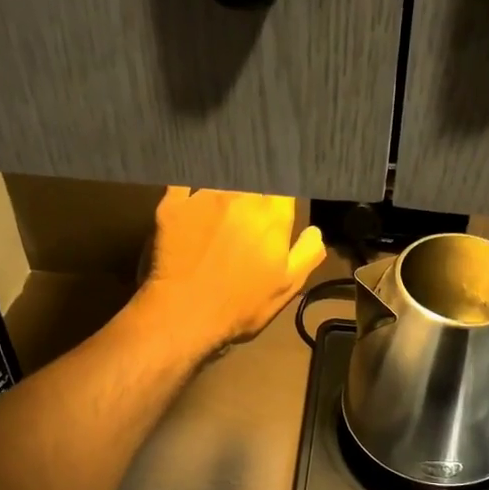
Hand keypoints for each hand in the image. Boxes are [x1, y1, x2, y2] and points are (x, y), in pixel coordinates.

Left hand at [140, 188, 325, 353]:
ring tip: (226, 183)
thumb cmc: (241, 305)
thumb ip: (307, 254)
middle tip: (255, 187)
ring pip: (221, 174)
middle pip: (254, 174)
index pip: (284, 183)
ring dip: (227, 178)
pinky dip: (191, 180)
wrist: (184, 315)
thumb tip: (315, 231)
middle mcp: (240, 196)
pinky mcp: (173, 204)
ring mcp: (203, 197)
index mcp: (272, 215)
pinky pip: (184, 181)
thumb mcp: (287, 287)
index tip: (280, 195)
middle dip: (257, 179)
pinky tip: (193, 182)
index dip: (283, 187)